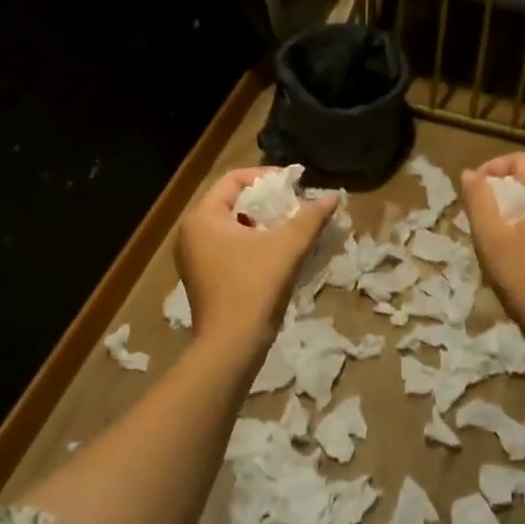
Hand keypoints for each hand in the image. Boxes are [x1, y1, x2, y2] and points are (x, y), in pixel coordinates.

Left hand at [177, 168, 336, 350]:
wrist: (232, 346)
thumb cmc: (254, 287)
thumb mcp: (287, 247)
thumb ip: (310, 218)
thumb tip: (333, 197)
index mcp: (202, 218)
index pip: (233, 180)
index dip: (266, 177)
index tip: (294, 185)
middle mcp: (191, 233)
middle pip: (231, 202)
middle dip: (266, 202)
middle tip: (295, 205)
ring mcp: (194, 258)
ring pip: (231, 227)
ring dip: (261, 224)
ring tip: (290, 228)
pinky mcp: (203, 278)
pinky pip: (228, 248)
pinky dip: (252, 244)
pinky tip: (276, 253)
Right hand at [460, 153, 524, 352]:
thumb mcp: (492, 237)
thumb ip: (478, 199)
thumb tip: (470, 173)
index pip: (521, 160)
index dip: (492, 169)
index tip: (472, 190)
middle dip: (507, 188)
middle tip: (483, 210)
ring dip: (523, 207)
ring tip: (499, 229)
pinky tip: (524, 249)